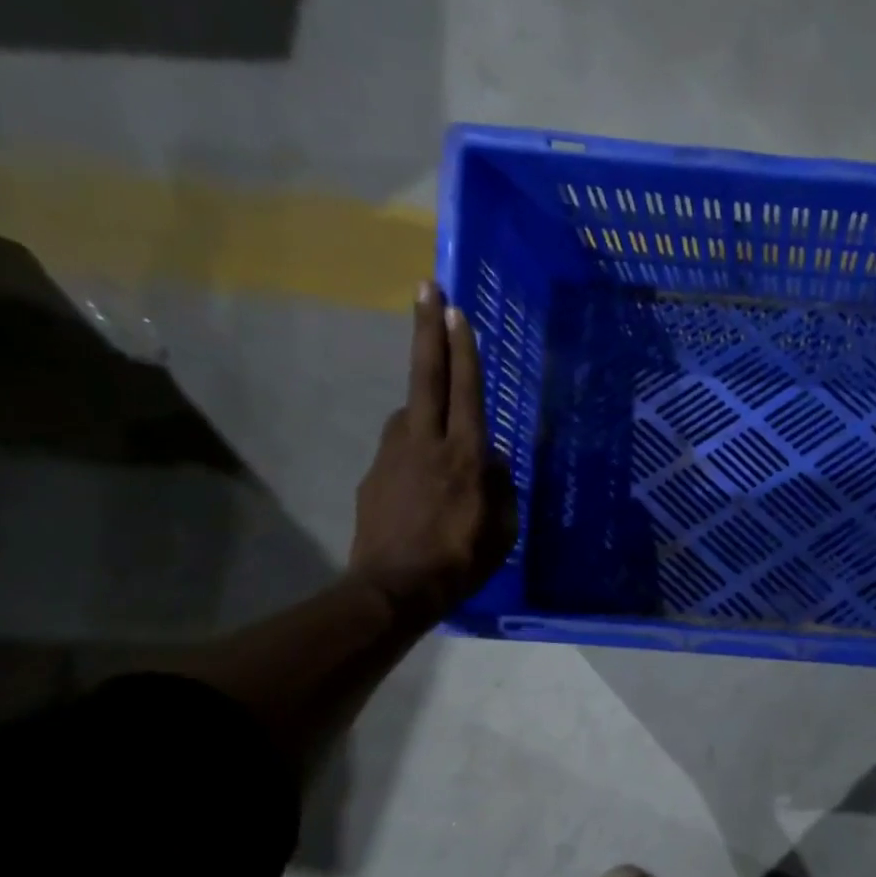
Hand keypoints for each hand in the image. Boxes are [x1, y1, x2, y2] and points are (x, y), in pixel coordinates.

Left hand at [349, 283, 516, 627]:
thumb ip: (501, 487)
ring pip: (410, 412)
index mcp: (465, 455)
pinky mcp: (373, 473)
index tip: (454, 308)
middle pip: (426, 375)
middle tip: (425, 288)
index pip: (466, 389)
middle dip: (428, 329)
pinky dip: (414, 447)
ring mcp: (393, 454)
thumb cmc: (460, 561)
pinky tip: (422, 479)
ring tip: (442, 432)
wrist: (393, 588)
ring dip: (425, 405)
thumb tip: (493, 461)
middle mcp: (426, 442)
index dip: (462, 348)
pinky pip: (400, 447)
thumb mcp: (502, 530)